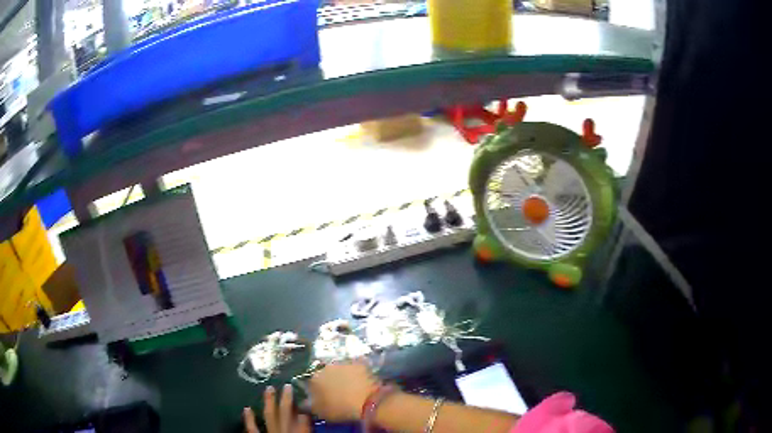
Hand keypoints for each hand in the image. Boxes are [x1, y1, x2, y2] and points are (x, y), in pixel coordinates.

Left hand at [244, 384, 310, 432]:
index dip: (304, 405)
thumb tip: (309, 416)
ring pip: (269, 415)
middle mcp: (283, 430)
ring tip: (269, 388)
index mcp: (297, 431)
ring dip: (269, 401)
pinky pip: (252, 428)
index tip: (306, 395)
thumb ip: (307, 428)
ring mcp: (269, 432)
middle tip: (287, 385)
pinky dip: (249, 418)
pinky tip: (247, 408)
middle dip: (286, 398)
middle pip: (285, 412)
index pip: (303, 416)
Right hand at [308, 362, 380, 421]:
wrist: (368, 402)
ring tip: (349, 386)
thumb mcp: (320, 412)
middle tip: (336, 391)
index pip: (311, 382)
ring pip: (339, 369)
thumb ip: (309, 405)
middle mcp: (326, 367)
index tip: (322, 396)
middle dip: (328, 380)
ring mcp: (343, 362)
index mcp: (314, 378)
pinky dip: (355, 372)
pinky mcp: (359, 362)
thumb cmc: (341, 409)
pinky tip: (359, 381)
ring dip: (341, 375)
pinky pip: (354, 366)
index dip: (316, 390)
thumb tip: (305, 401)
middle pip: (324, 373)